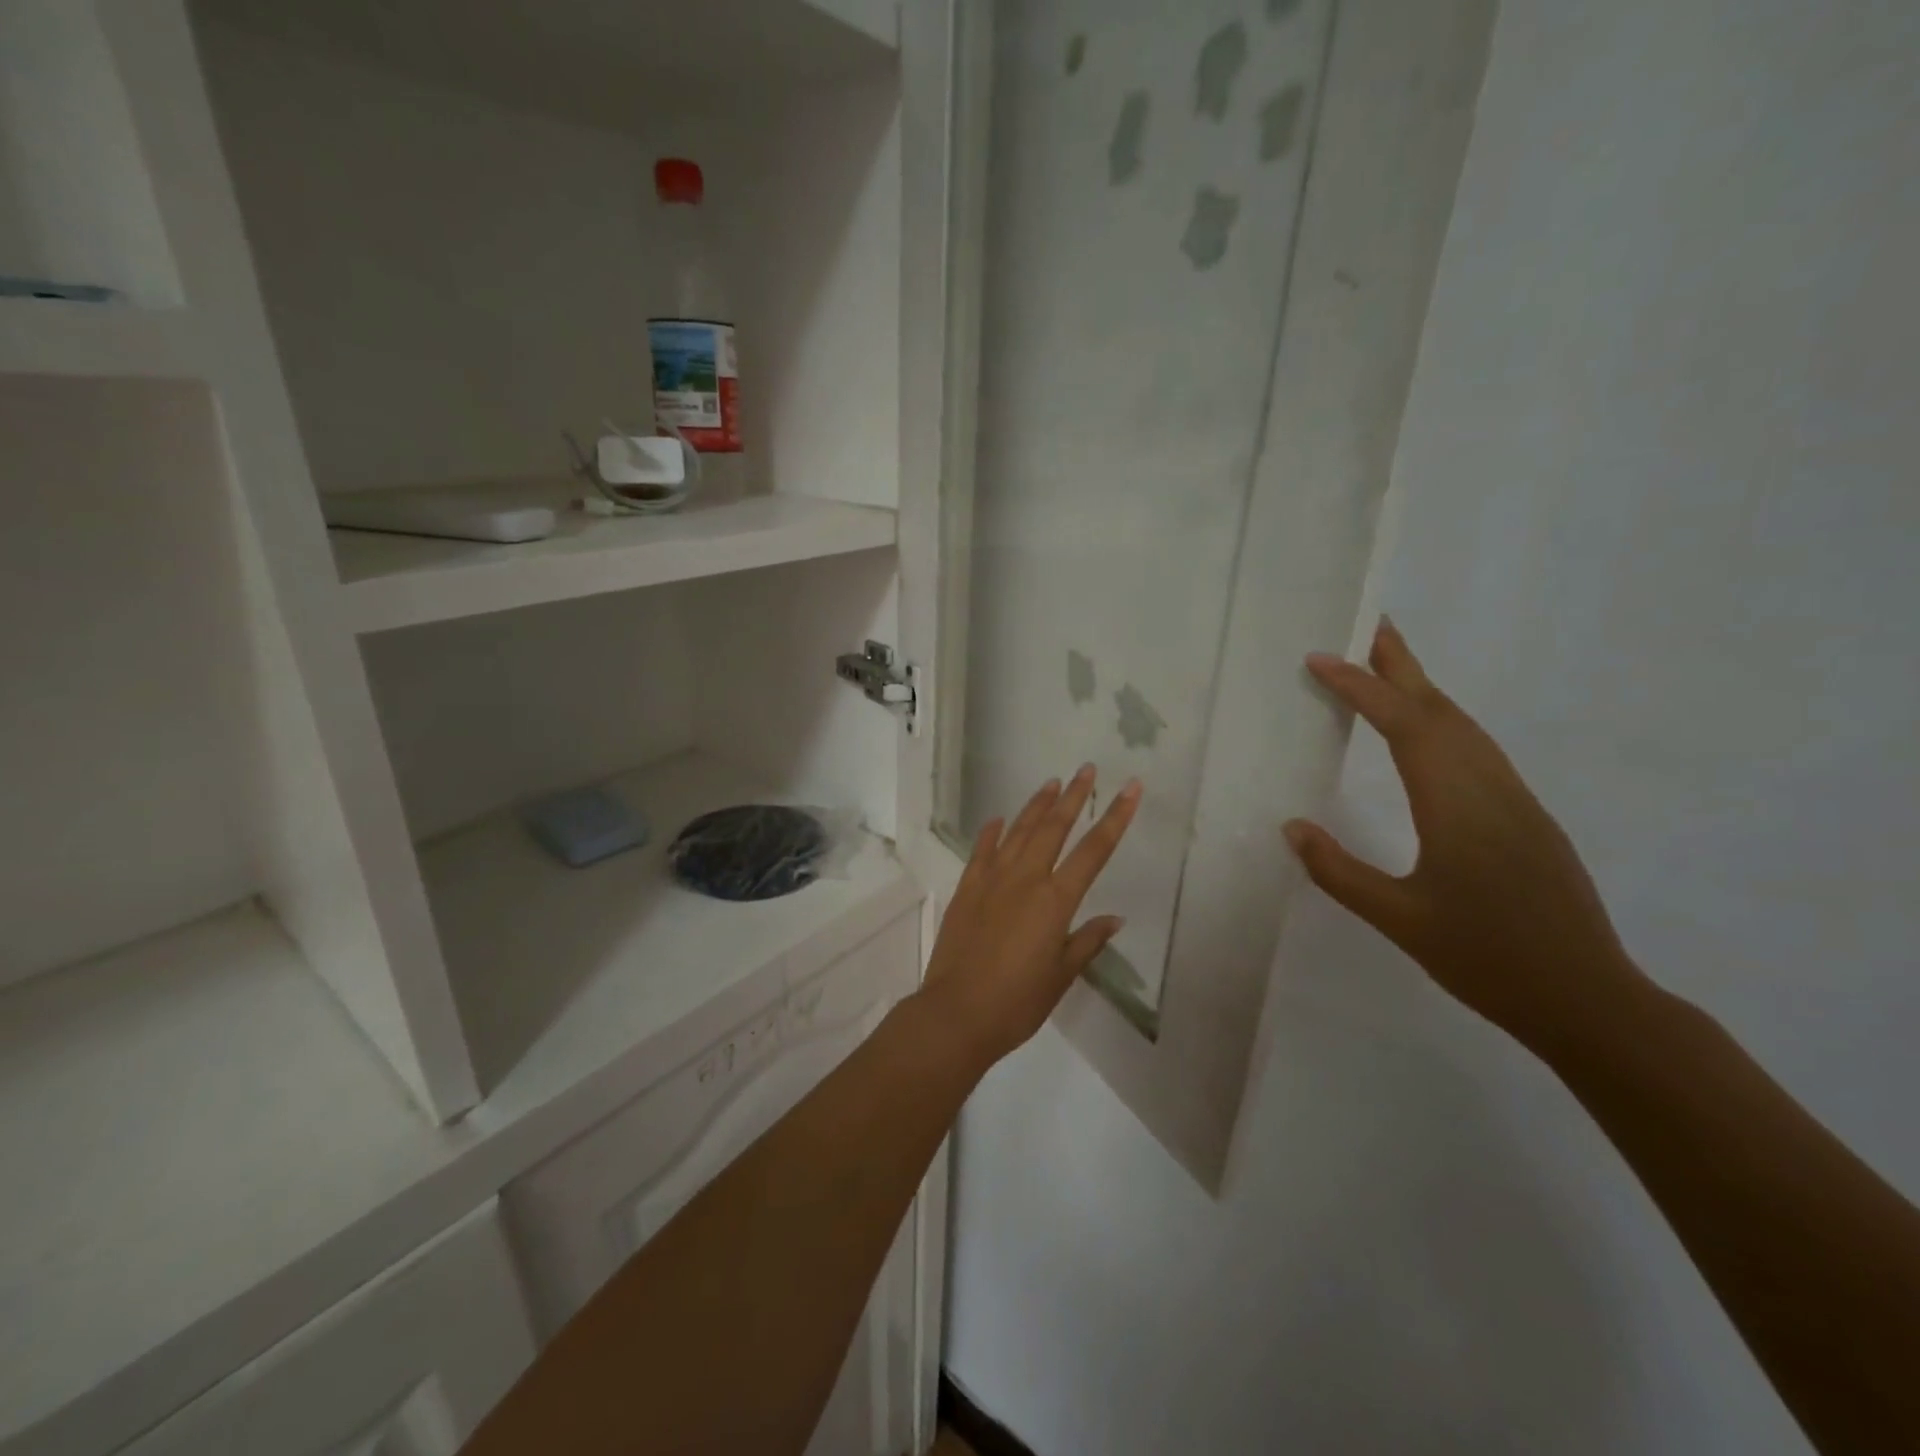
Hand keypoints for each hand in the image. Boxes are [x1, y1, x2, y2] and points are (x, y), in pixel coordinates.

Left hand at [919, 765, 1141, 1067]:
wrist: (957, 1012)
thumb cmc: (1018, 1001)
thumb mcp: (1062, 975)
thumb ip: (1087, 941)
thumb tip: (1114, 918)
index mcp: (1055, 900)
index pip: (1094, 850)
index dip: (1116, 817)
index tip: (1131, 788)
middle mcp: (1026, 879)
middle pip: (1055, 827)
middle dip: (1074, 796)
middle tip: (1087, 770)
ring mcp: (992, 879)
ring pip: (1019, 831)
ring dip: (1036, 805)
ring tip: (1051, 783)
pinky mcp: (967, 888)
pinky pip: (982, 850)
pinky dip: (992, 832)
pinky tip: (999, 819)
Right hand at [1285, 618, 1644, 1054]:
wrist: (1589, 1000)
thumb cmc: (1488, 959)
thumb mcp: (1399, 919)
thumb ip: (1339, 871)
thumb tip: (1292, 828)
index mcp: (1457, 805)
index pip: (1403, 727)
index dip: (1360, 688)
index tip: (1320, 659)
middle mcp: (1490, 788)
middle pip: (1442, 709)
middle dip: (1402, 664)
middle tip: (1369, 624)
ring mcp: (1516, 800)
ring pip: (1465, 727)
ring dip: (1424, 690)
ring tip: (1388, 667)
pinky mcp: (1527, 817)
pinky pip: (1478, 750)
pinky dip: (1444, 722)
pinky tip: (1428, 733)